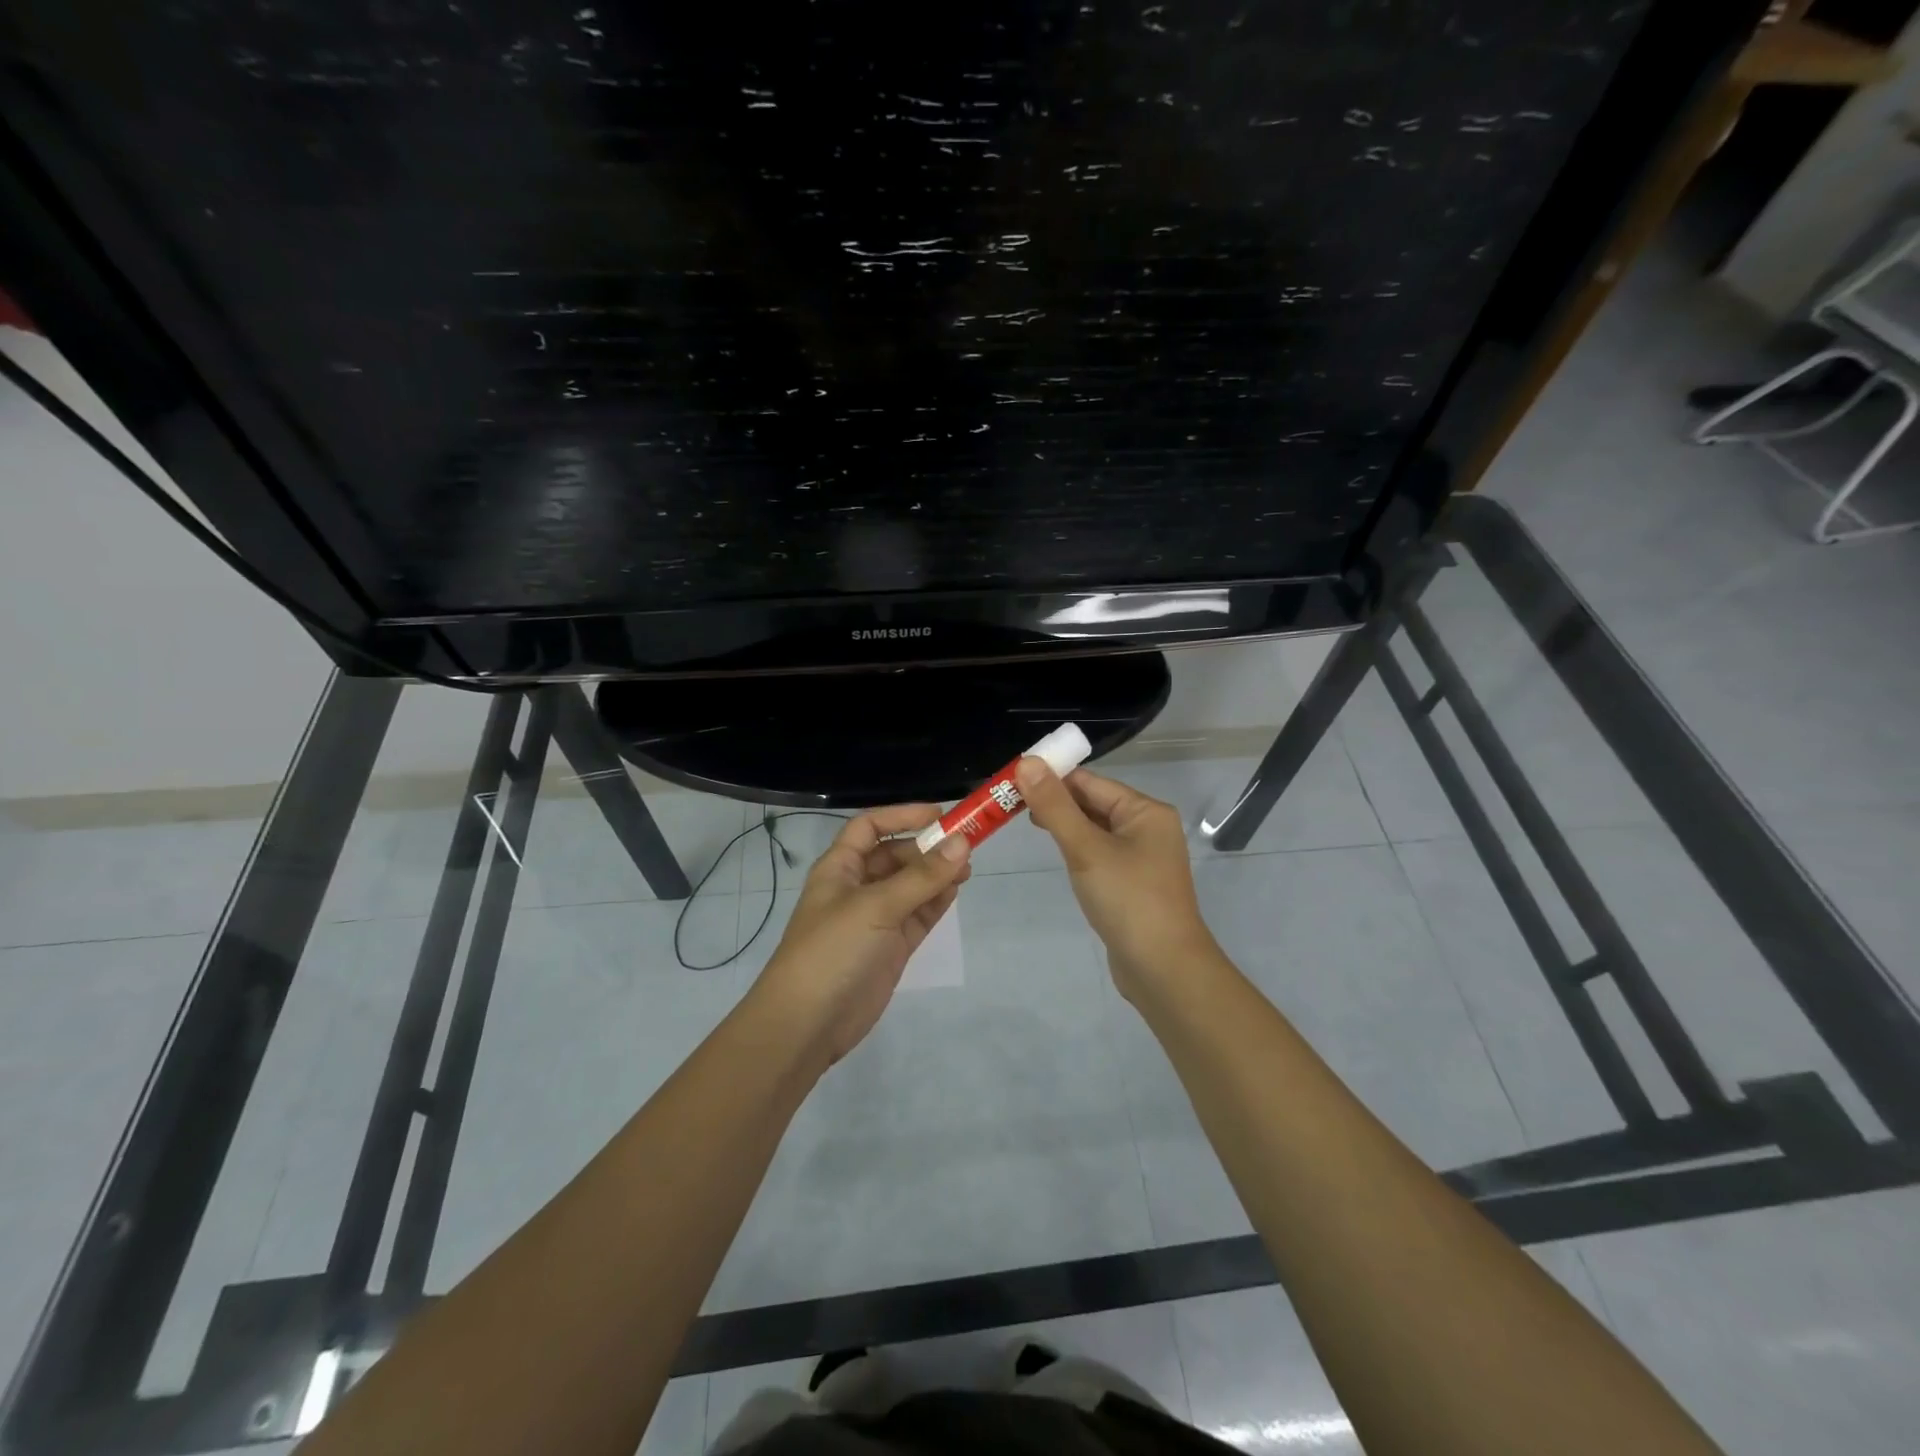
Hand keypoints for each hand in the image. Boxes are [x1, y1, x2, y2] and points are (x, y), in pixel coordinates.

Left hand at [754, 804, 971, 1069]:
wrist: (807, 1024)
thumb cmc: (832, 950)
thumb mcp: (876, 906)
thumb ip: (922, 876)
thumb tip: (963, 842)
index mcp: (840, 868)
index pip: (870, 827)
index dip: (902, 816)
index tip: (940, 814)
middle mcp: (857, 888)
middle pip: (895, 856)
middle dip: (927, 848)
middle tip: (966, 846)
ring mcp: (875, 919)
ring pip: (911, 886)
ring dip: (936, 874)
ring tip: (967, 868)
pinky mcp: (890, 947)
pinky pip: (918, 915)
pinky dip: (936, 901)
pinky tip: (956, 891)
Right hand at [1015, 759, 1217, 1000]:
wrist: (1163, 970)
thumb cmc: (1128, 900)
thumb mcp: (1086, 849)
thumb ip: (1055, 806)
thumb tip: (1027, 762)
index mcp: (1145, 811)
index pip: (1090, 782)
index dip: (1052, 777)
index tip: (1012, 780)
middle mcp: (1148, 828)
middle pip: (1094, 803)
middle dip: (1055, 801)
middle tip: (1010, 803)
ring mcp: (1142, 858)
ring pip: (1095, 829)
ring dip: (1064, 824)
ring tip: (1025, 822)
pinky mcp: (1133, 884)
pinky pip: (1100, 853)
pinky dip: (1077, 848)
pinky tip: (1057, 853)